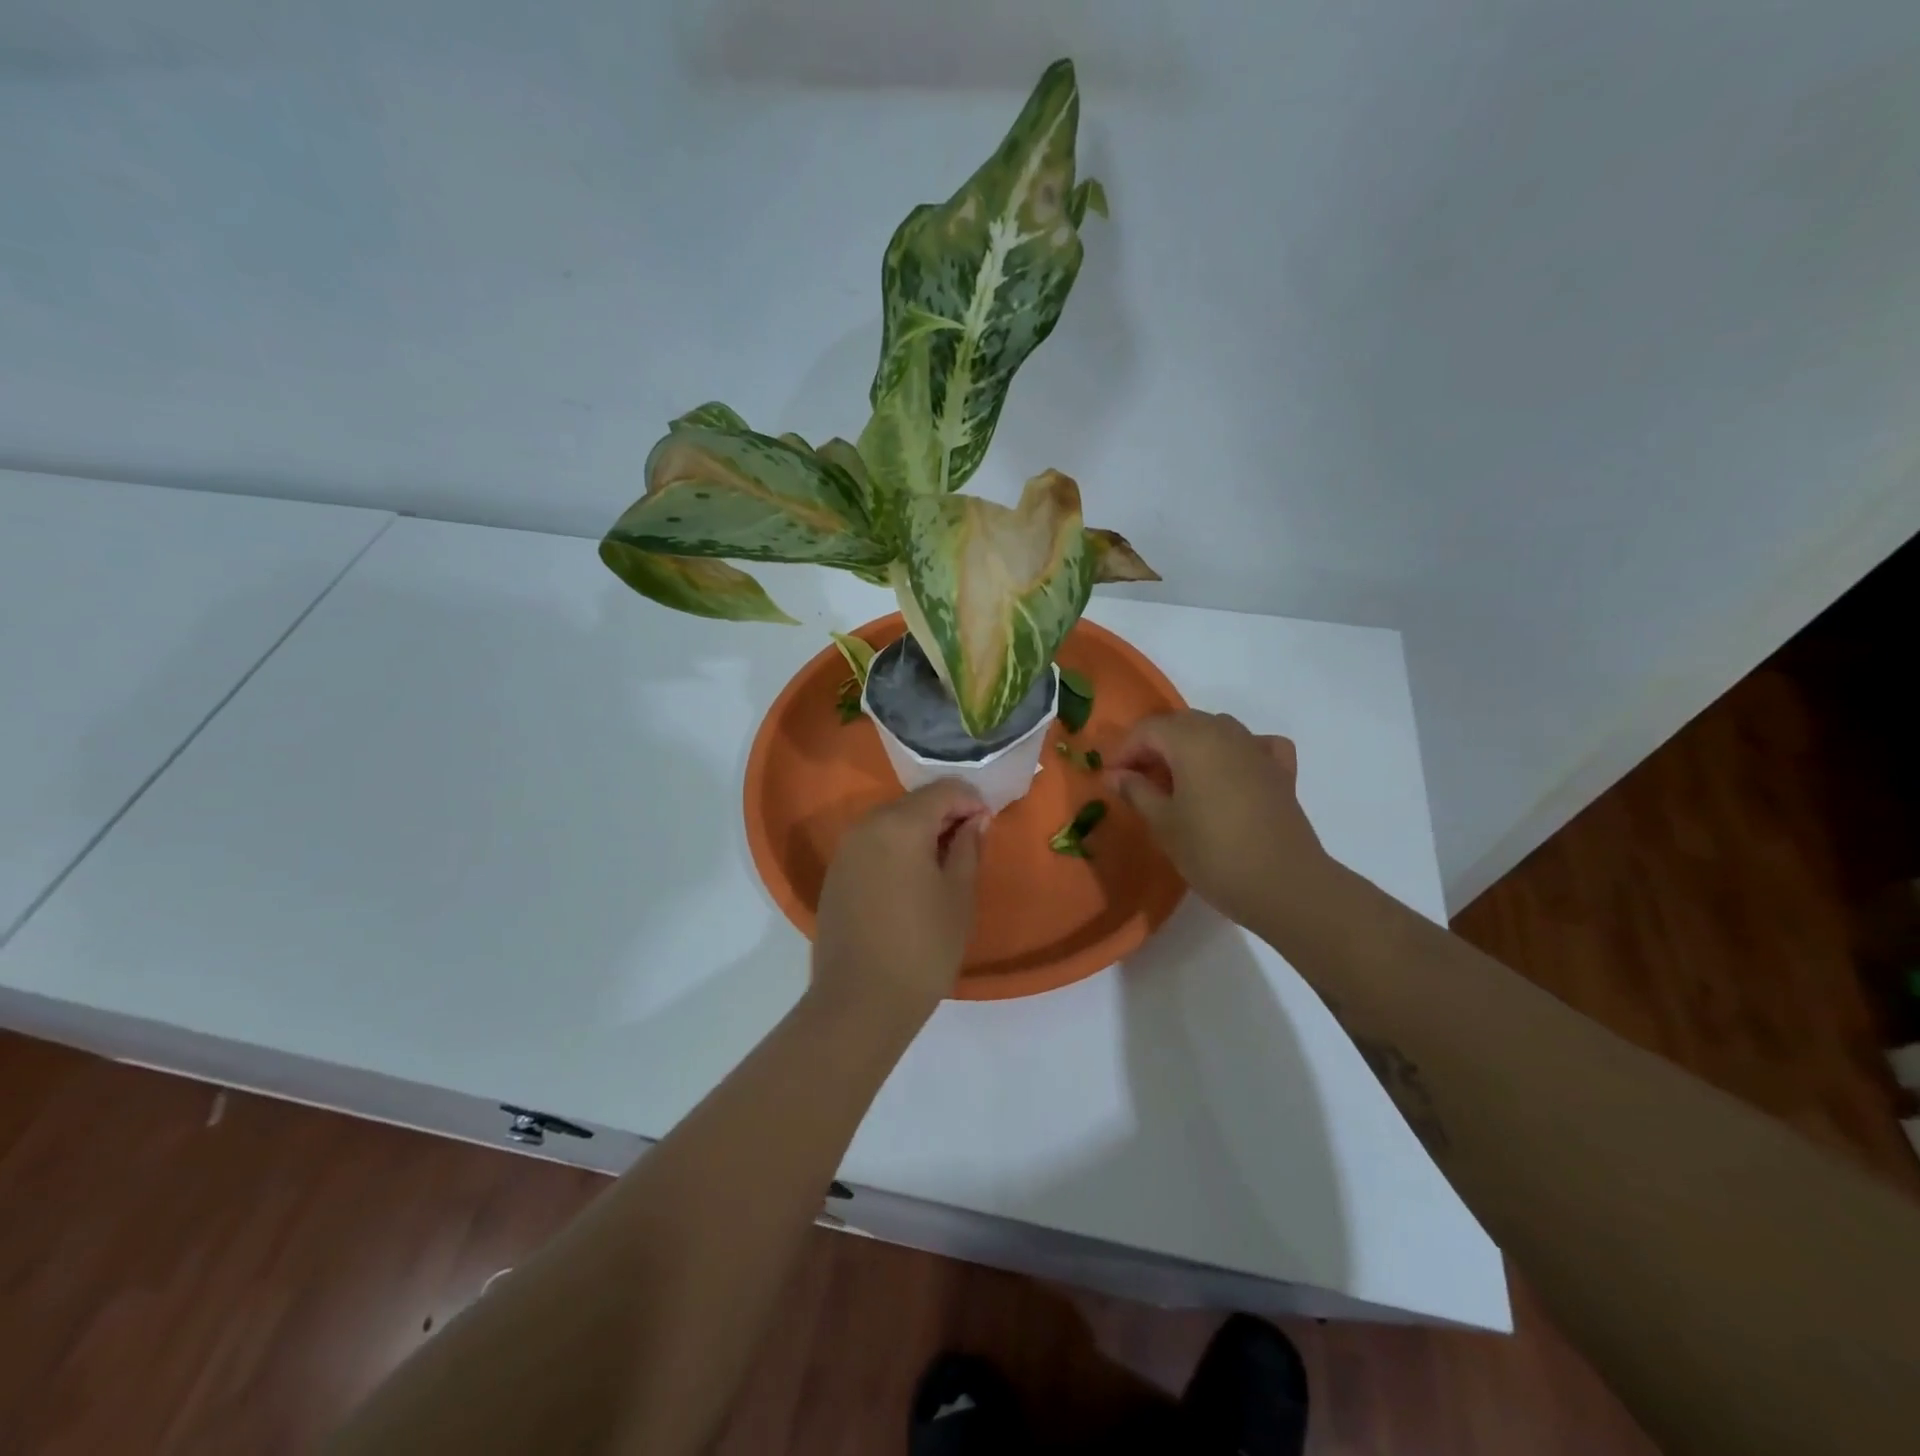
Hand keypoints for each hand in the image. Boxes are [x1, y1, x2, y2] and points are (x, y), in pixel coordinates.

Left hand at [811, 780, 987, 1027]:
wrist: (860, 1001)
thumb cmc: (923, 947)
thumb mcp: (959, 896)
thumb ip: (968, 847)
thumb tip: (974, 820)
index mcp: (901, 824)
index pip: (943, 790)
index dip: (971, 801)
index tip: (988, 825)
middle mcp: (867, 825)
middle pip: (914, 803)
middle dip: (944, 815)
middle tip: (969, 844)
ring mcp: (846, 849)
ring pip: (891, 822)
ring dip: (919, 831)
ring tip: (942, 864)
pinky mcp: (835, 873)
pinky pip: (873, 844)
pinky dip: (896, 849)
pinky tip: (910, 880)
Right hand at [1106, 711, 1332, 933]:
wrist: (1283, 884)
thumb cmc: (1212, 852)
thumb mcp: (1163, 823)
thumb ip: (1136, 791)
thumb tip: (1113, 775)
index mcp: (1191, 740)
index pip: (1147, 729)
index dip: (1124, 751)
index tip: (1112, 780)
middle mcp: (1225, 732)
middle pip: (1180, 724)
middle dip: (1154, 747)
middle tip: (1139, 781)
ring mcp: (1256, 748)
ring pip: (1215, 730)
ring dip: (1190, 747)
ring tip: (1178, 781)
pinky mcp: (1280, 770)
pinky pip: (1253, 746)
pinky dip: (1236, 752)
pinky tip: (1231, 773)